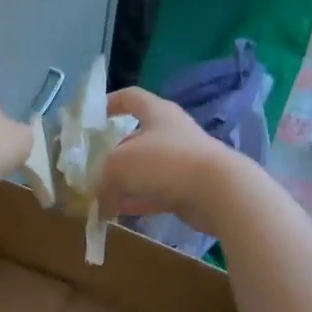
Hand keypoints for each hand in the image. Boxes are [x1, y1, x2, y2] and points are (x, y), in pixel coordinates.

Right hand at [98, 86, 248, 237]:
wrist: (218, 191)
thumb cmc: (164, 162)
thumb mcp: (118, 166)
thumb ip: (103, 179)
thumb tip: (101, 198)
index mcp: (157, 113)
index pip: (131, 97)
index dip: (111, 102)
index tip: (94, 117)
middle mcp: (172, 133)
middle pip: (136, 138)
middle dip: (113, 155)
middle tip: (93, 171)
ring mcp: (183, 161)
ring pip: (146, 169)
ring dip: (125, 182)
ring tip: (102, 197)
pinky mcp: (190, 188)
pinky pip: (157, 192)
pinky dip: (138, 201)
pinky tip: (120, 214)